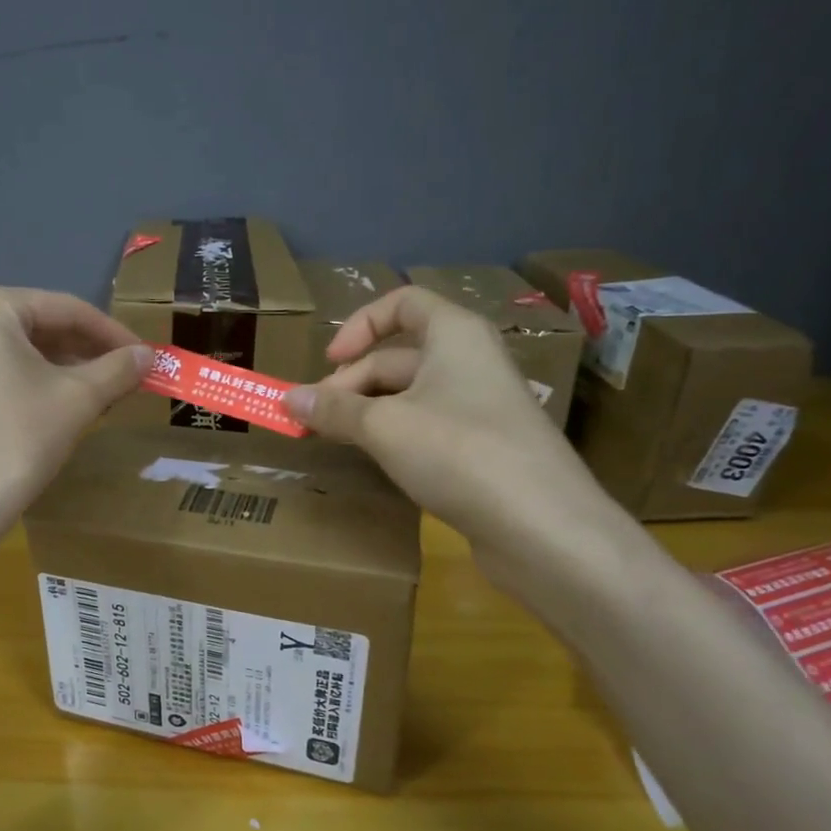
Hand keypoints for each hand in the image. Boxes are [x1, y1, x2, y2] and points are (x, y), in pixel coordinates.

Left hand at [0, 284, 149, 557]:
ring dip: (57, 373)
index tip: (147, 358)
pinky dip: (23, 389)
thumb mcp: (76, 401)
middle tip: (124, 380)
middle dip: (84, 354)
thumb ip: (117, 369)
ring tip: (95, 398)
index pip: (65, 309)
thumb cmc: (12, 444)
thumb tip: (149, 356)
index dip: (114, 334)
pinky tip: (48, 416)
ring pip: (10, 357)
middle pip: (35, 330)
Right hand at [283, 287, 634, 595]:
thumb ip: (334, 409)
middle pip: (399, 356)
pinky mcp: (484, 448)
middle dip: (351, 383)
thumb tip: (287, 399)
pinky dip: (395, 436)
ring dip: (368, 413)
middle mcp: (471, 362)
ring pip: (411, 396)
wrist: (543, 527)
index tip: (328, 363)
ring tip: (336, 440)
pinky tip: (376, 462)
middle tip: (314, 419)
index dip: (359, 326)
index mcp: (455, 335)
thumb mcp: (384, 426)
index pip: (402, 303)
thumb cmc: (459, 452)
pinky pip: (429, 427)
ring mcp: (481, 407)